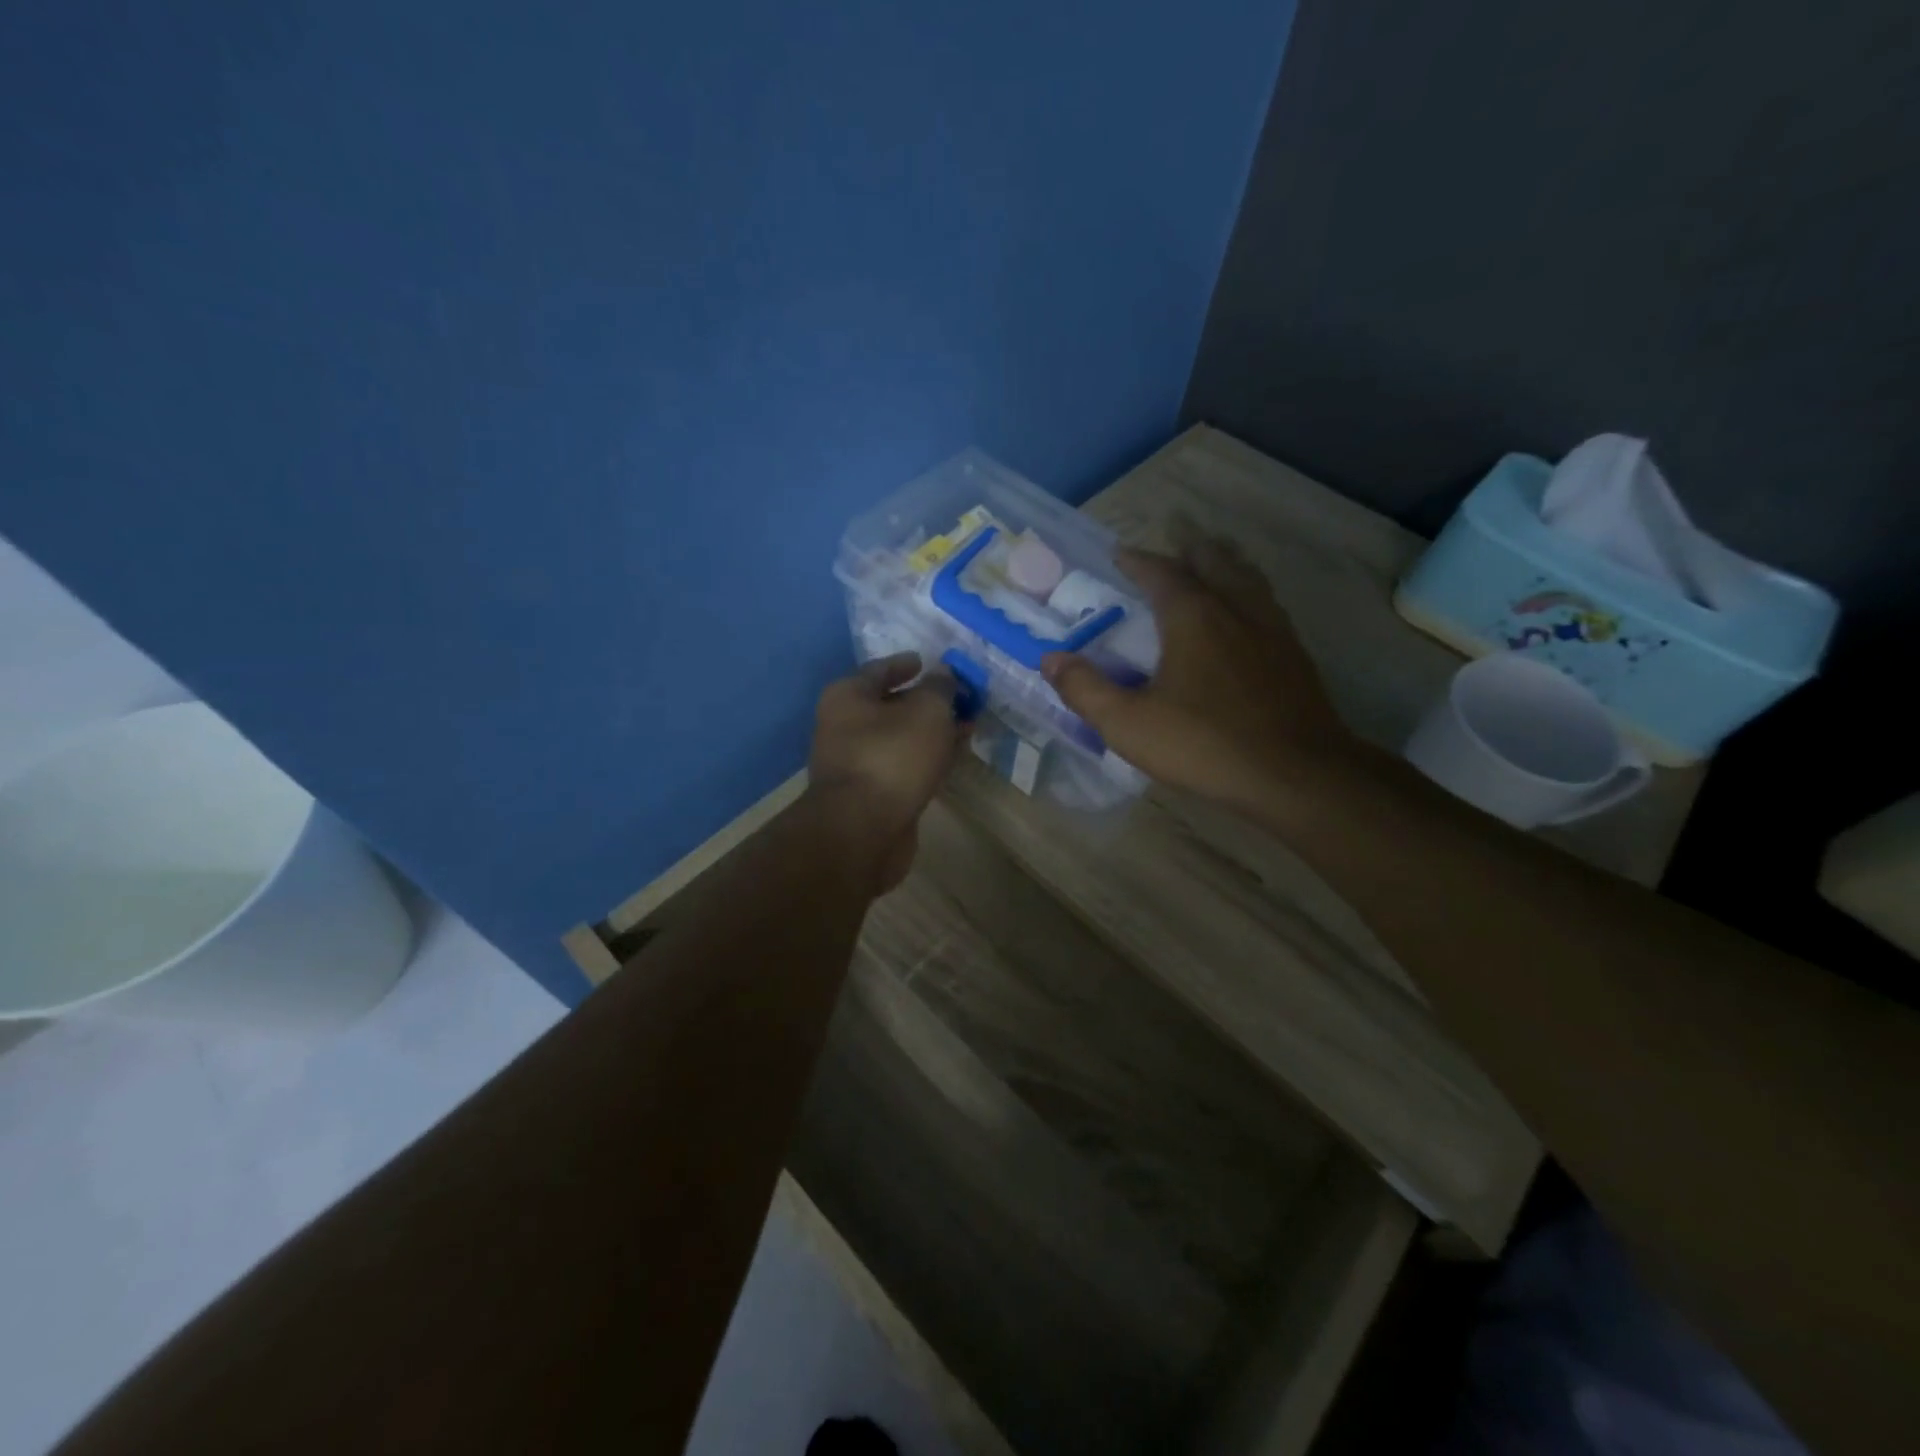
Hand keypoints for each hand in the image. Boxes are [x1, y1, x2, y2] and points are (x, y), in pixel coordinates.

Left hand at [806, 653, 969, 893]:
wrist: (863, 831)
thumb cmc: (892, 757)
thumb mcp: (927, 711)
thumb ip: (940, 688)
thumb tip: (944, 674)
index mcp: (847, 697)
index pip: (880, 669)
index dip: (907, 664)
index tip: (930, 663)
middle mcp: (843, 726)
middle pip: (890, 705)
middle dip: (926, 702)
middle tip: (960, 699)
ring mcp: (855, 764)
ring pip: (899, 739)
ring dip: (930, 733)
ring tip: (966, 728)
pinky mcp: (870, 795)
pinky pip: (902, 766)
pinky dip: (925, 759)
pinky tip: (951, 759)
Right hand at [1041, 538, 1354, 814]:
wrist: (1295, 775)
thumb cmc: (1204, 744)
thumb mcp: (1128, 724)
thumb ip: (1085, 689)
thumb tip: (1050, 659)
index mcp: (1193, 616)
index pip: (1162, 573)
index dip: (1138, 561)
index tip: (1121, 554)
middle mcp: (1236, 609)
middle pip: (1214, 561)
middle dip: (1188, 551)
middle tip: (1169, 553)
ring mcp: (1273, 630)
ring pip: (1248, 578)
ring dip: (1224, 566)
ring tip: (1211, 568)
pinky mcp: (1296, 656)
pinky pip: (1268, 606)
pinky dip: (1248, 596)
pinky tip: (1246, 620)